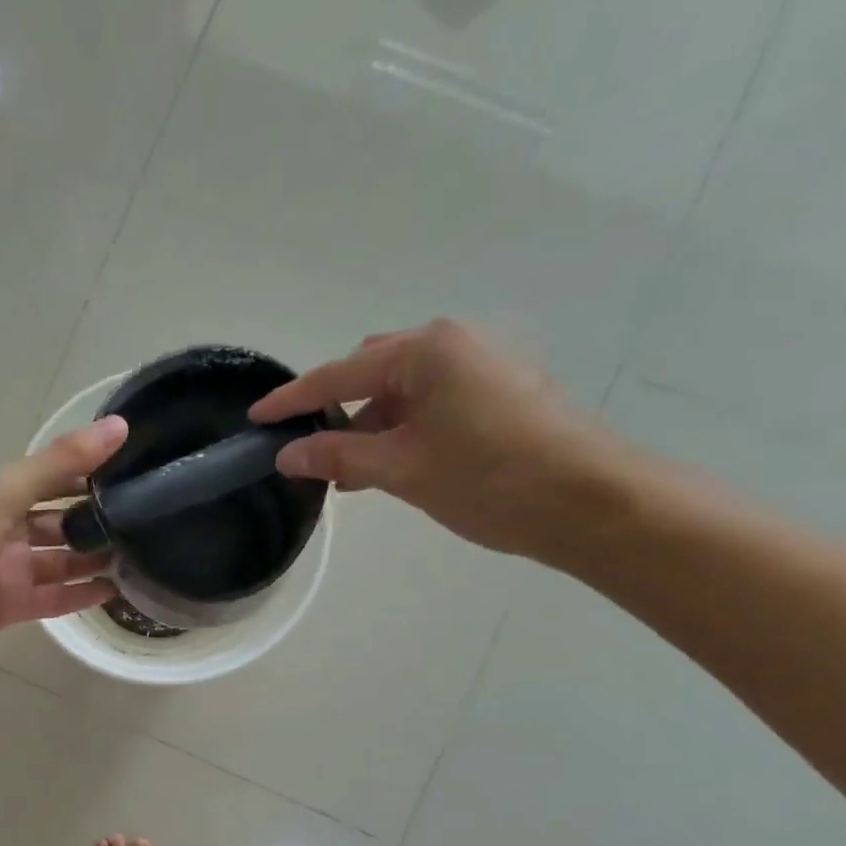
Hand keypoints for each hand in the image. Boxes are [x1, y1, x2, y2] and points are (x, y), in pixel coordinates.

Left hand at [0, 418, 127, 661]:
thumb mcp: (6, 491)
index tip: (138, 474)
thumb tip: (119, 426)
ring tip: (143, 560)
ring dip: (94, 561)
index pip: (56, 481)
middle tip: (149, 526)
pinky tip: (115, 594)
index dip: (92, 476)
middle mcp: (9, 530)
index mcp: (4, 495)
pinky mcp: (10, 607)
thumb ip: (60, 464)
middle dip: (98, 524)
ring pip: (61, 564)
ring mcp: (10, 571)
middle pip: (61, 524)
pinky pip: (53, 600)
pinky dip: (80, 597)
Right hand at [252, 320, 638, 560]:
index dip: (294, 399)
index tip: (257, 418)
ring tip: (346, 471)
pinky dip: (400, 429)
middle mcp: (453, 345)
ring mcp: (480, 367)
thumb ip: (339, 457)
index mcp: (426, 352)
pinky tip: (388, 465)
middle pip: (373, 371)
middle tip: (309, 448)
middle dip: (337, 408)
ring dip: (369, 425)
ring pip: (402, 390)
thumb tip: (288, 455)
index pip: (340, 374)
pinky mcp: (497, 393)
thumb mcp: (401, 470)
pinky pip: (429, 403)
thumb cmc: (488, 478)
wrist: (588, 501)